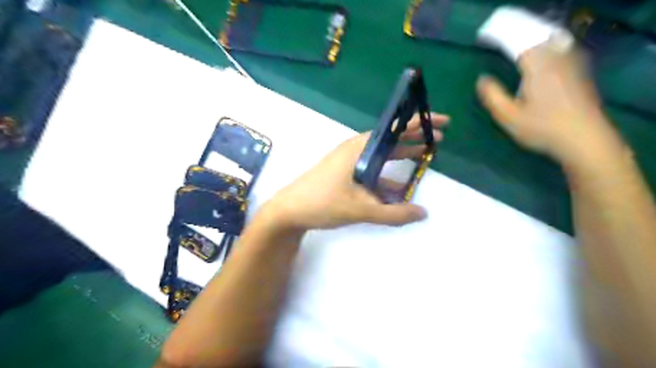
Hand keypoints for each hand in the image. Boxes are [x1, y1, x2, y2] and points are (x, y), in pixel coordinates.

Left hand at [259, 114, 448, 231]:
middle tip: (439, 139)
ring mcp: (349, 161)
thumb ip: (393, 214)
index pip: (394, 130)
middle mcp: (355, 150)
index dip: (418, 124)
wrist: (289, 211)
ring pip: (381, 157)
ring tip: (423, 159)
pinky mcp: (344, 173)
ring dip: (401, 159)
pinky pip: (371, 170)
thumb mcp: (360, 210)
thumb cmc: (322, 203)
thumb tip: (423, 213)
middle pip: (389, 140)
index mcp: (359, 148)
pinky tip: (397, 189)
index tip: (441, 121)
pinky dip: (386, 177)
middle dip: (414, 139)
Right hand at [478, 36, 624, 165]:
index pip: (517, 41)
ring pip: (551, 41)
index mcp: (536, 66)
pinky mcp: (580, 72)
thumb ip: (492, 96)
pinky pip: (562, 49)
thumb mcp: (508, 116)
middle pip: (536, 36)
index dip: (500, 35)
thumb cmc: (542, 128)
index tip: (486, 35)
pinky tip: (545, 52)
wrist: (584, 138)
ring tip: (520, 42)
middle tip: (501, 36)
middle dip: (518, 33)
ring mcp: (571, 63)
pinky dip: (549, 46)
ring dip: (534, 38)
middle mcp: (556, 58)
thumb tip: (481, 79)